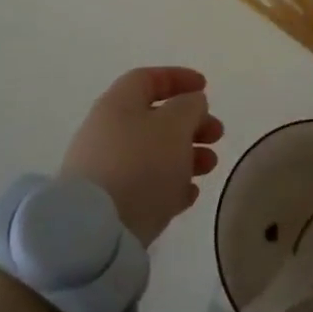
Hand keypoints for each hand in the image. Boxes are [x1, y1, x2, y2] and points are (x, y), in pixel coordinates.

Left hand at [60, 67, 224, 244]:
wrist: (95, 233)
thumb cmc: (139, 165)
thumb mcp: (174, 126)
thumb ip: (189, 107)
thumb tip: (191, 103)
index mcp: (118, 103)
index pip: (148, 79)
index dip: (179, 79)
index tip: (206, 88)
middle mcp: (107, 131)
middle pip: (154, 118)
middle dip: (190, 123)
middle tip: (217, 135)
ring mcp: (105, 170)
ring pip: (153, 153)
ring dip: (186, 155)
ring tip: (210, 167)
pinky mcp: (108, 205)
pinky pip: (144, 185)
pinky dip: (170, 184)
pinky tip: (190, 195)